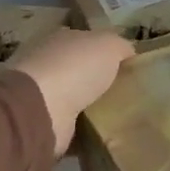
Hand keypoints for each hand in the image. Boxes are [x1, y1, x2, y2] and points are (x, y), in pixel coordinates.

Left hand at [9, 29, 134, 154]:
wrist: (41, 110)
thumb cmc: (75, 68)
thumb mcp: (109, 45)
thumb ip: (121, 46)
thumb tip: (128, 53)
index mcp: (59, 38)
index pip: (85, 40)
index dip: (105, 50)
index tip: (127, 65)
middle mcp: (47, 62)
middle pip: (79, 69)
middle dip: (99, 79)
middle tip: (128, 92)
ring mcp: (41, 94)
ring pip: (76, 97)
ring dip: (93, 105)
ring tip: (122, 115)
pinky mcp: (43, 122)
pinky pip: (72, 124)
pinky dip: (86, 129)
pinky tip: (106, 133)